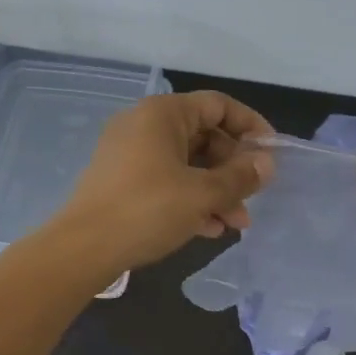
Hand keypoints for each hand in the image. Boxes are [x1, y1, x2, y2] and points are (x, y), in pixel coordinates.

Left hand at [53, 91, 274, 274]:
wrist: (83, 249)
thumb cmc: (147, 210)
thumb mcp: (202, 194)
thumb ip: (240, 176)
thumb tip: (267, 164)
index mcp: (163, 114)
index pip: (218, 105)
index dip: (251, 126)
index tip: (272, 153)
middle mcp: (145, 125)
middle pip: (204, 136)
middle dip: (234, 169)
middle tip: (254, 197)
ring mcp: (130, 153)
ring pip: (187, 163)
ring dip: (216, 190)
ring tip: (237, 223)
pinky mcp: (122, 181)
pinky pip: (167, 180)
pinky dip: (191, 198)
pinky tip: (209, 229)